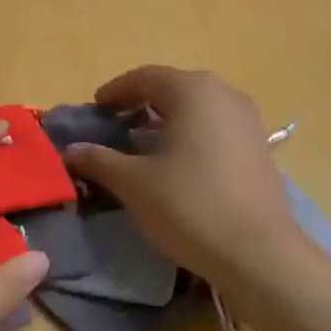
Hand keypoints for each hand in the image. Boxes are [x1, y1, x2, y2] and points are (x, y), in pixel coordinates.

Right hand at [62, 66, 309, 292]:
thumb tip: (70, 150)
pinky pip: (216, 127)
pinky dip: (192, 134)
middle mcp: (224, 94)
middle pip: (174, 88)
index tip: (96, 108)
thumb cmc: (189, 206)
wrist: (258, 253)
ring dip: (168, 118)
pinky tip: (179, 162)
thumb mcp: (134, 183)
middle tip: (116, 124)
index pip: (144, 77)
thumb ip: (99, 160)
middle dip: (142, 103)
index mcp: (192, 91)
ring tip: (145, 143)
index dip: (115, 91)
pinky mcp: (260, 148)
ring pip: (198, 108)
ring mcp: (248, 121)